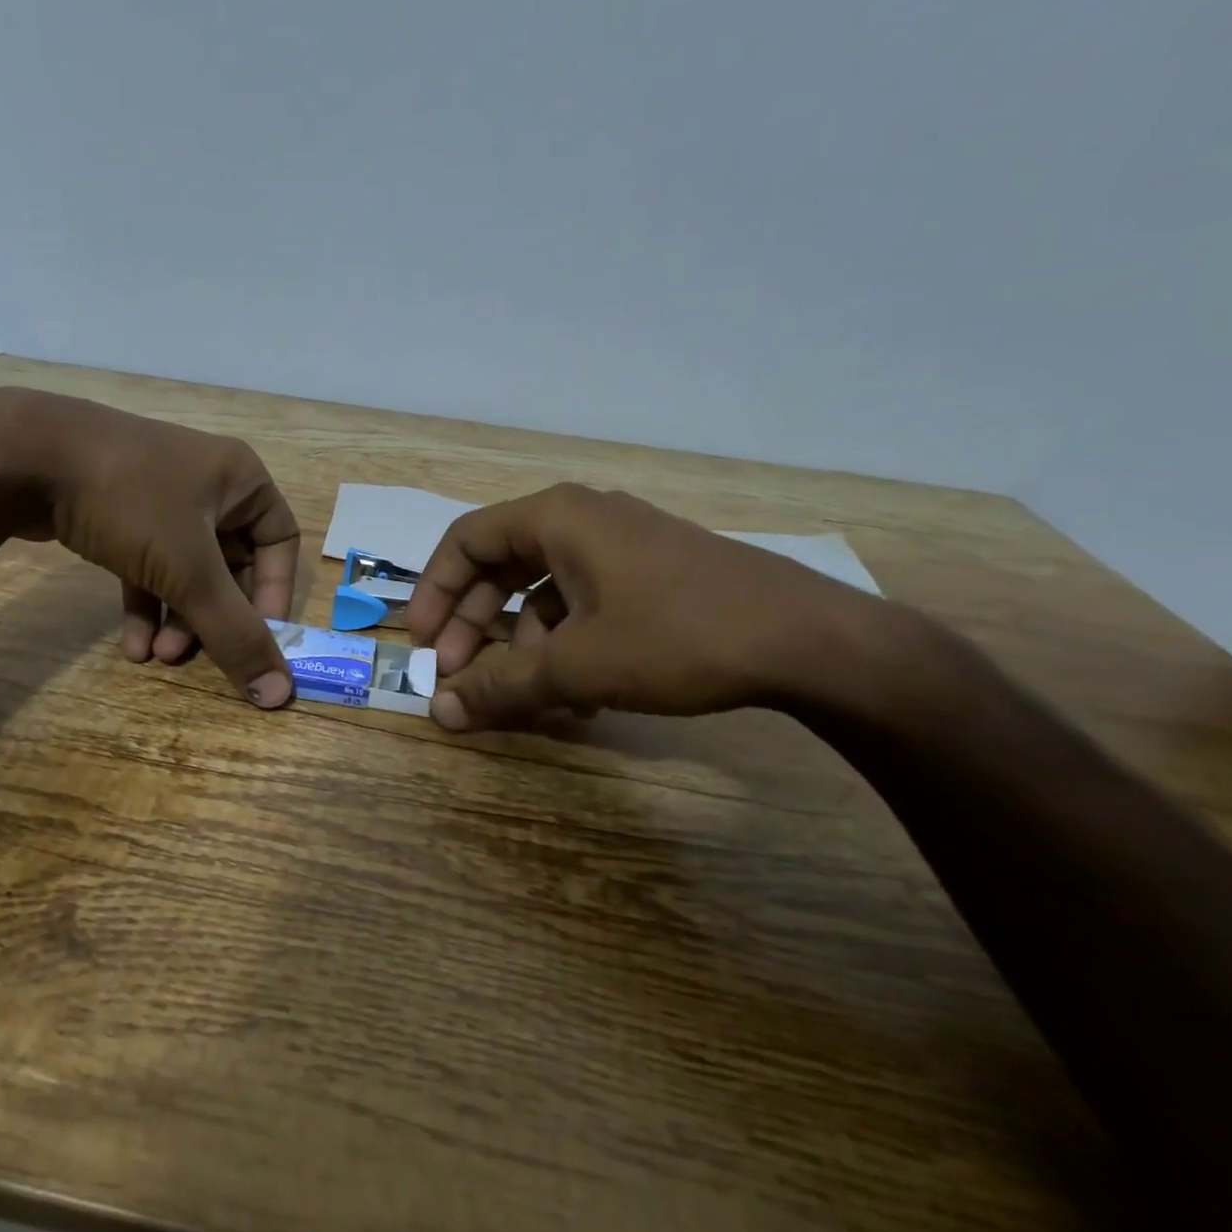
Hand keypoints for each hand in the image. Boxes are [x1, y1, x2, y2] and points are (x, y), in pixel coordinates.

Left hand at [0, 389, 300, 706]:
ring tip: (156, 658)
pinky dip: (146, 601)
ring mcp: (160, 496)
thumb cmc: (131, 502)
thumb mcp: (189, 570)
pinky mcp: (121, 511)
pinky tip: (131, 645)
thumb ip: (235, 633)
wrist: (24, 454)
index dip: (274, 595)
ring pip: (187, 568)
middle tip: (192, 655)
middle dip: (214, 615)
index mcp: (241, 481)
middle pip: (230, 563)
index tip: (258, 640)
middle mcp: (208, 484)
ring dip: (178, 617)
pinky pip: (149, 562)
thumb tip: (280, 694)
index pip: (279, 543)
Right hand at [406, 484, 873, 729]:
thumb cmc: (678, 636)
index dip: (434, 592)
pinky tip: (580, 692)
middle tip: (459, 673)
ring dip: (523, 642)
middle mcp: (583, 518)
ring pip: (544, 589)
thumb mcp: (577, 666)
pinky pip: (585, 601)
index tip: (420, 644)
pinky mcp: (651, 572)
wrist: (811, 641)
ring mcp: (622, 543)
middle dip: (474, 623)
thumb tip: (438, 714)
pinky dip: (567, 641)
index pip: (465, 541)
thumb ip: (501, 686)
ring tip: (531, 696)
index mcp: (555, 518)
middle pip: (501, 565)